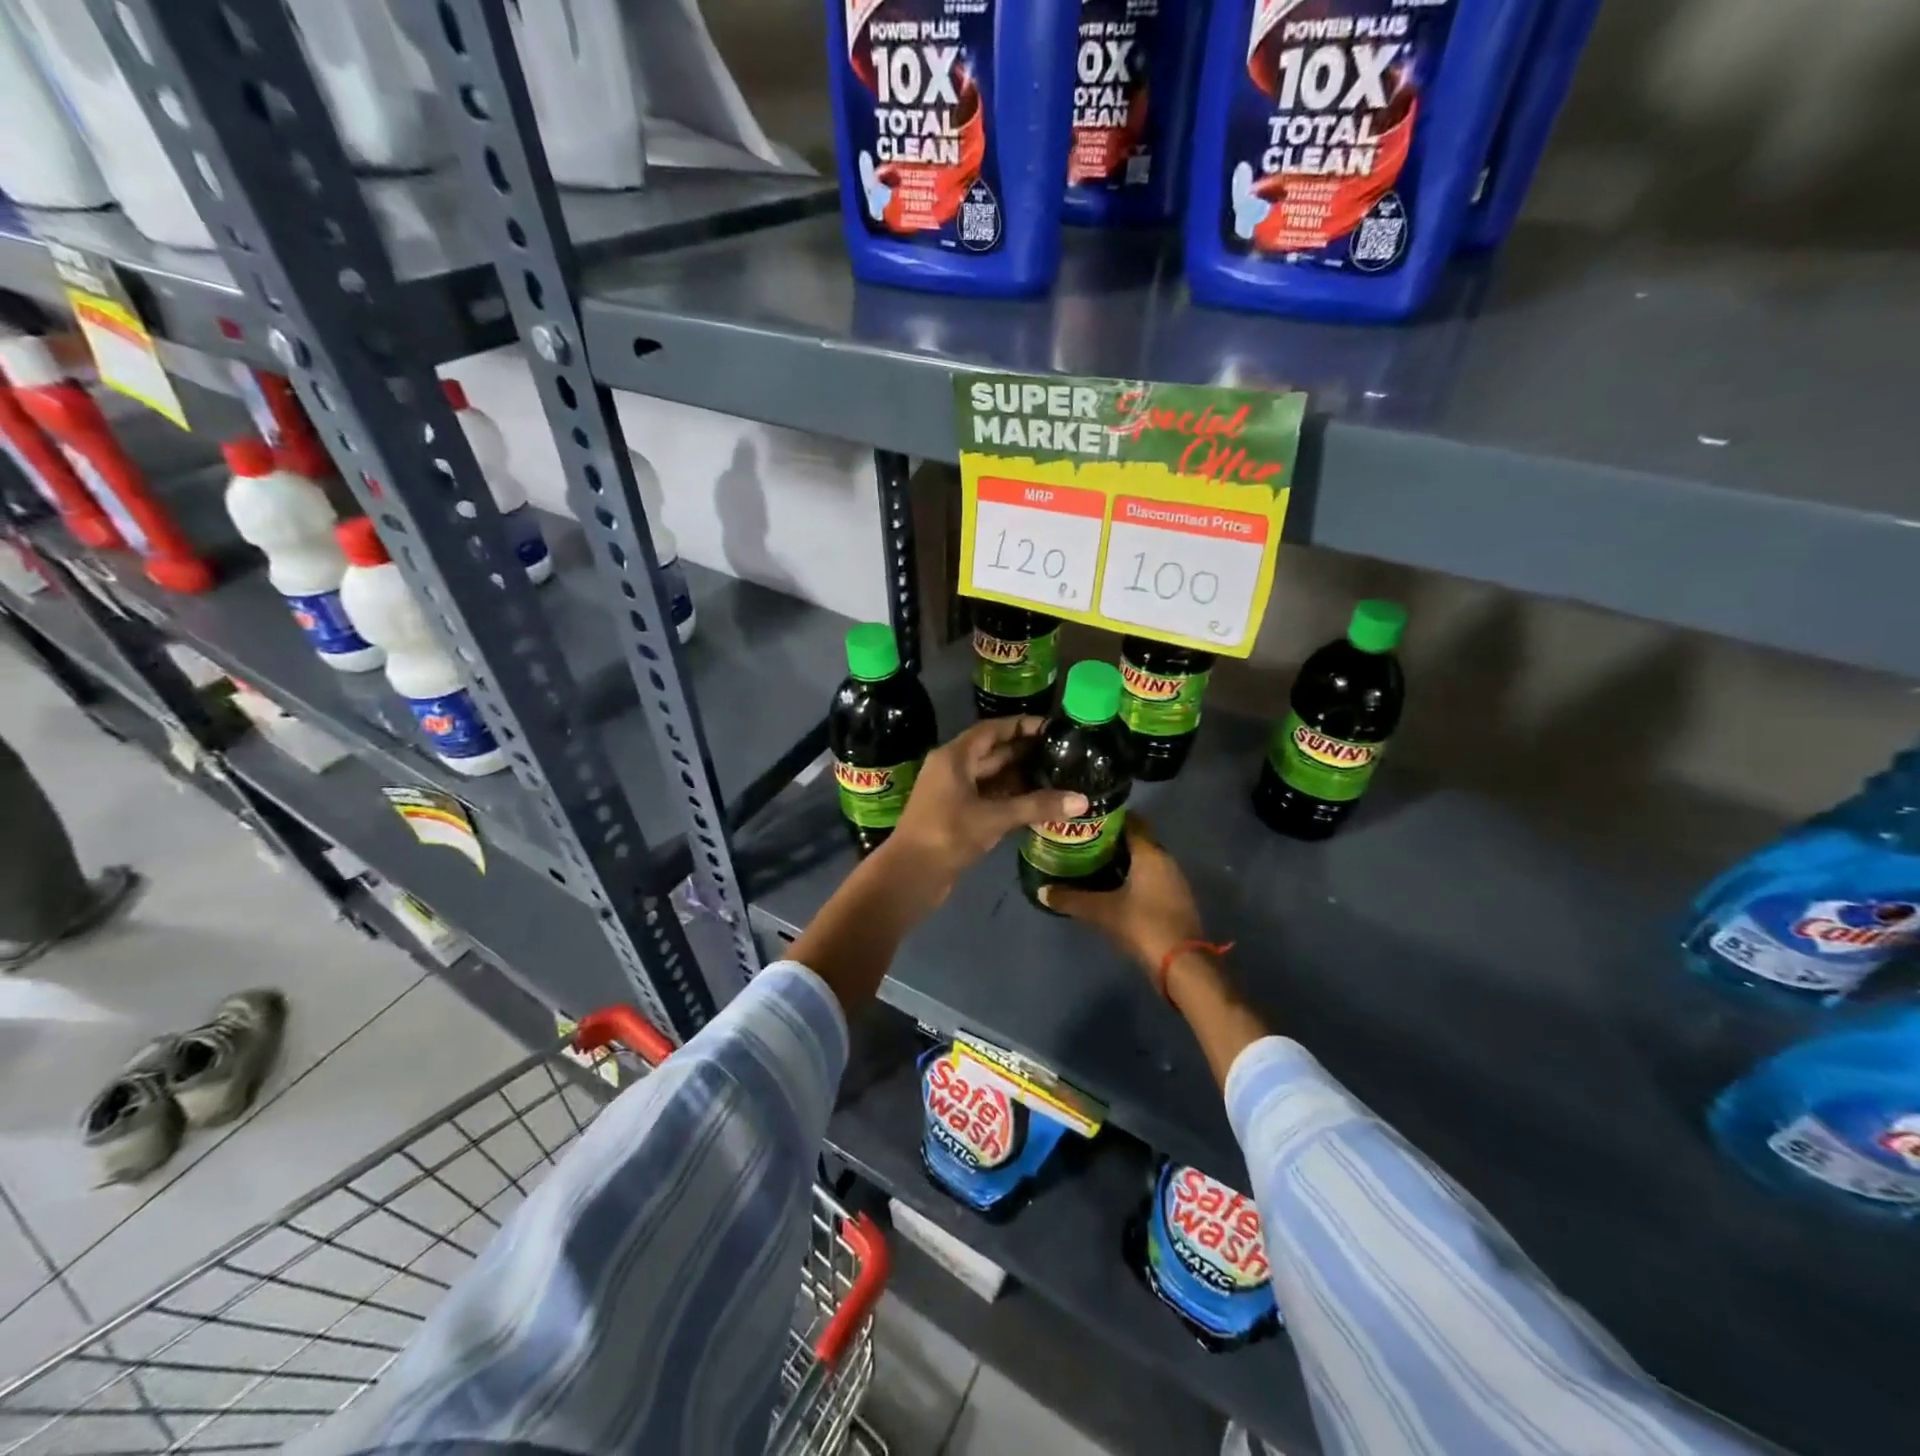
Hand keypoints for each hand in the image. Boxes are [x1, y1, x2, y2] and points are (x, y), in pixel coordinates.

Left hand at [890, 717, 1086, 891]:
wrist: (910, 875)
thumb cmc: (947, 835)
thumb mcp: (994, 818)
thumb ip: (1037, 806)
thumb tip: (1082, 800)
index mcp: (954, 757)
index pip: (991, 730)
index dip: (1020, 726)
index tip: (1051, 728)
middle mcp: (952, 769)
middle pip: (993, 752)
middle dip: (1025, 752)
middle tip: (1062, 753)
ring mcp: (954, 793)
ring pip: (992, 777)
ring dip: (1020, 776)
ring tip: (1057, 775)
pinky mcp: (958, 815)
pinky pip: (989, 797)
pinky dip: (1011, 798)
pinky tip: (1038, 802)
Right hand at [1039, 817, 1204, 993]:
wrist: (1182, 965)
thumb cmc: (1143, 925)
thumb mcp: (1102, 911)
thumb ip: (1072, 899)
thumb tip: (1043, 891)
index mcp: (1150, 853)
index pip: (1131, 821)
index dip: (1108, 818)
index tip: (1085, 820)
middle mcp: (1166, 860)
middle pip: (1137, 841)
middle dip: (1111, 841)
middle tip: (1082, 843)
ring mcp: (1174, 881)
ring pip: (1144, 861)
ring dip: (1122, 861)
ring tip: (1091, 865)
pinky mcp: (1176, 900)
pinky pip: (1150, 879)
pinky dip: (1132, 879)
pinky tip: (1112, 889)